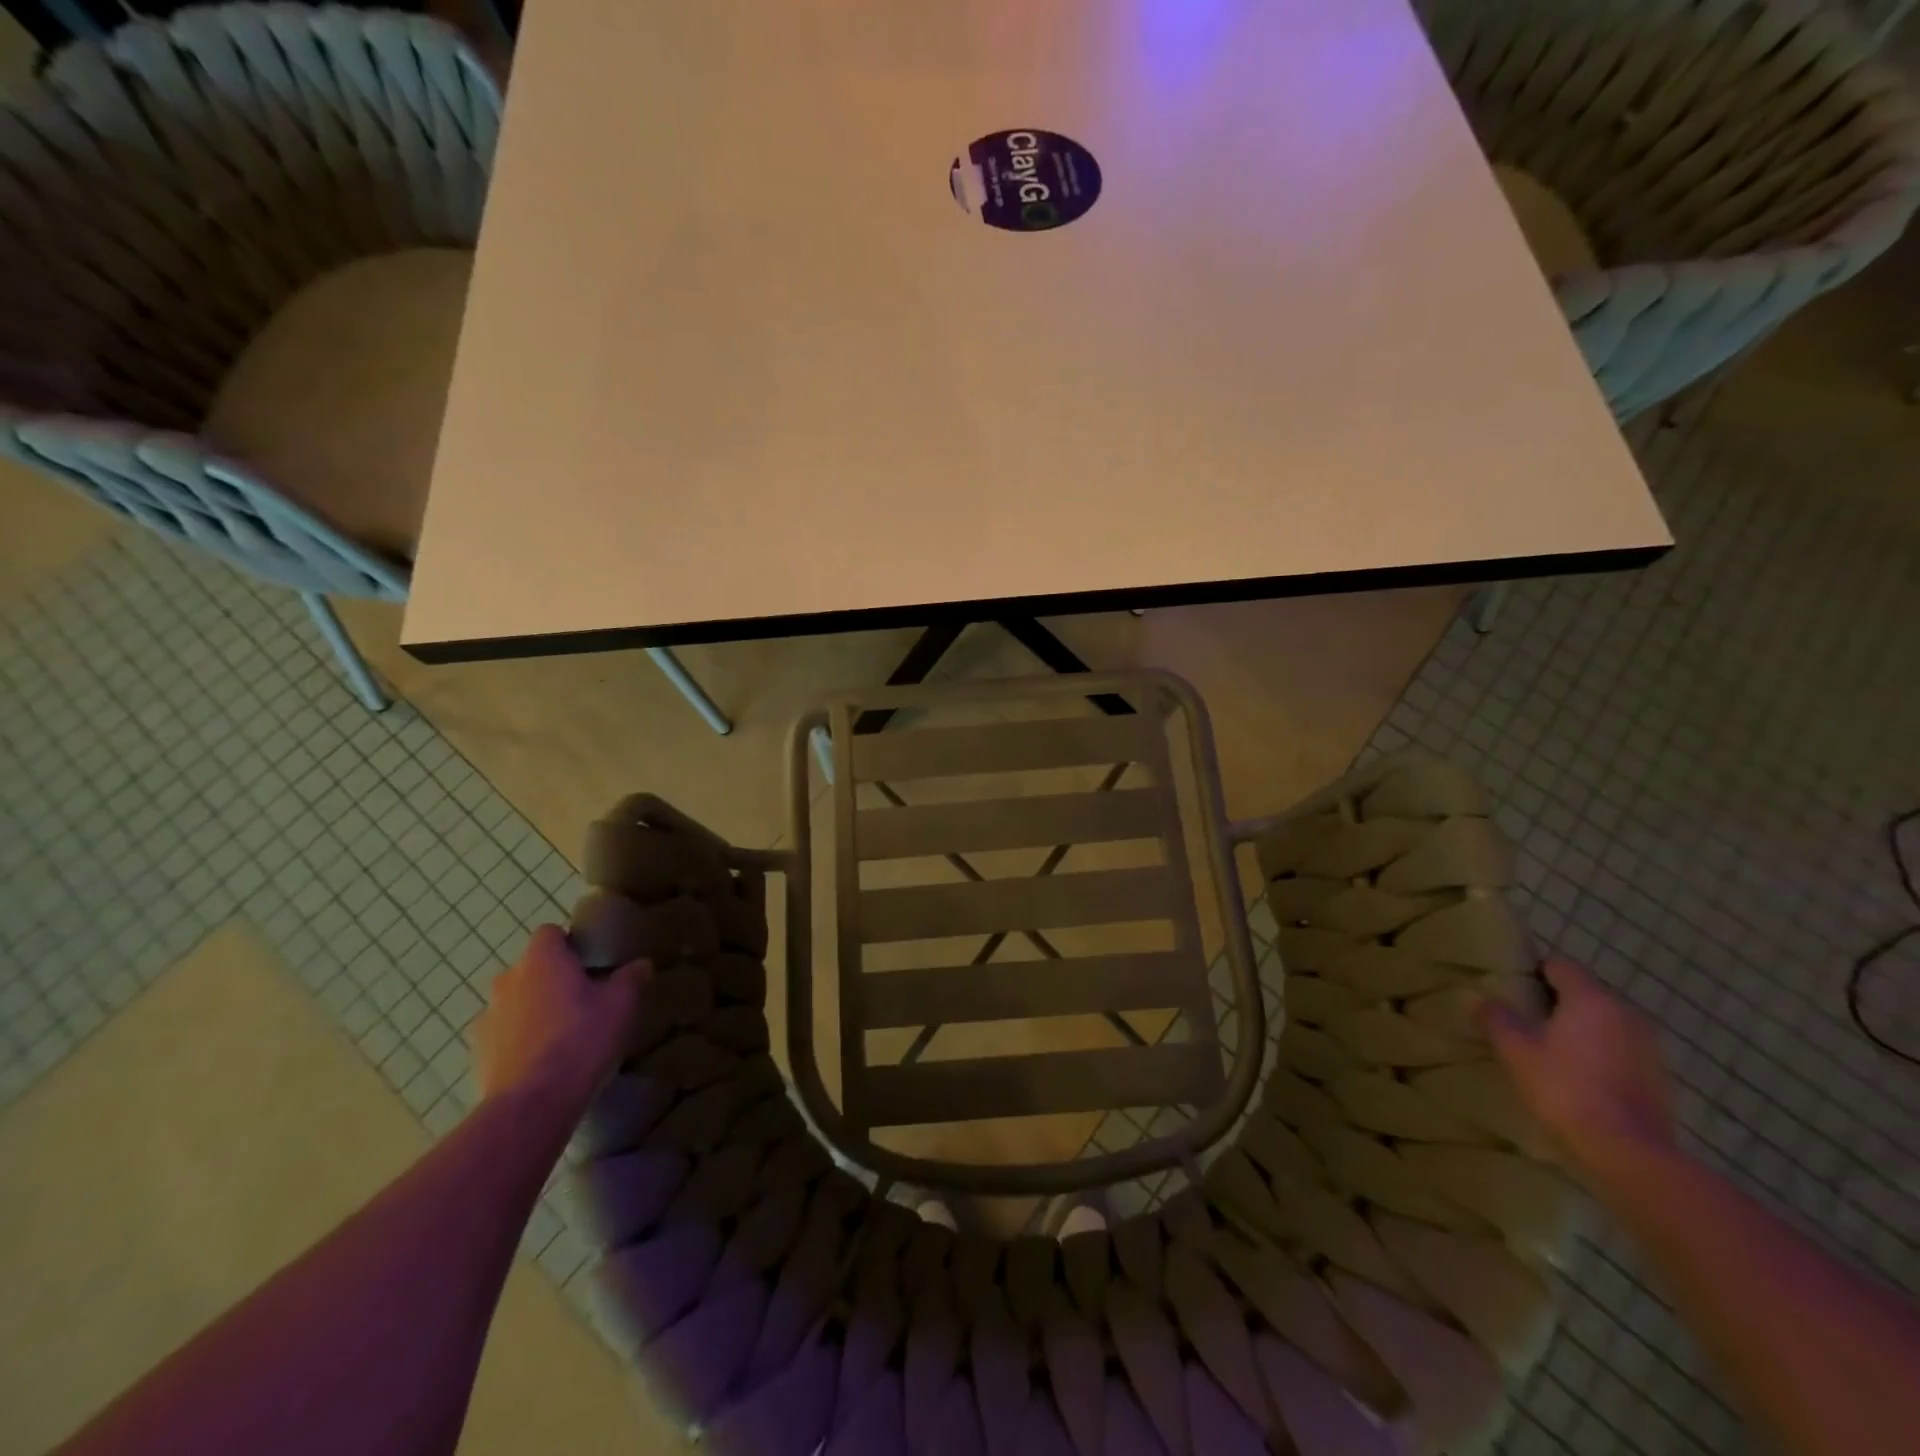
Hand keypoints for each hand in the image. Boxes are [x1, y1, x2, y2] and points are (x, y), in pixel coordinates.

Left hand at [475, 925, 649, 1114]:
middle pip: (531, 968)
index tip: (590, 962)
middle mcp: (507, 981)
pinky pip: (504, 1036)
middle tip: (583, 999)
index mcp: (541, 960)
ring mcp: (487, 1018)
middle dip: (552, 979)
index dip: (570, 943)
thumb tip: (641, 964)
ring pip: (515, 1002)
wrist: (532, 1104)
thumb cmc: (581, 1039)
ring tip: (563, 1035)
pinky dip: (520, 1041)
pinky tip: (544, 1062)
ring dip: (534, 1010)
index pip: (550, 933)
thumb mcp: (622, 1005)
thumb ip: (631, 978)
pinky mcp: (478, 1054)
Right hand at [1480, 958, 1676, 1178]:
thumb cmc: (1565, 1087)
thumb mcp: (1516, 1049)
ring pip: (1605, 1023)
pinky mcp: (1660, 1078)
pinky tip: (1580, 1079)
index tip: (1513, 991)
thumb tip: (1475, 996)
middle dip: (1557, 1003)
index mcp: (1592, 998)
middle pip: (1585, 994)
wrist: (1628, 1152)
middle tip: (1525, 1022)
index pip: (1560, 965)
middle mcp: (1627, 1013)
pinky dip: (1601, 1056)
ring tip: (1551, 1052)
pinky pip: (1622, 1051)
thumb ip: (1495, 1017)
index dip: (1534, 972)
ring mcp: (1650, 1047)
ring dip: (1581, 1031)